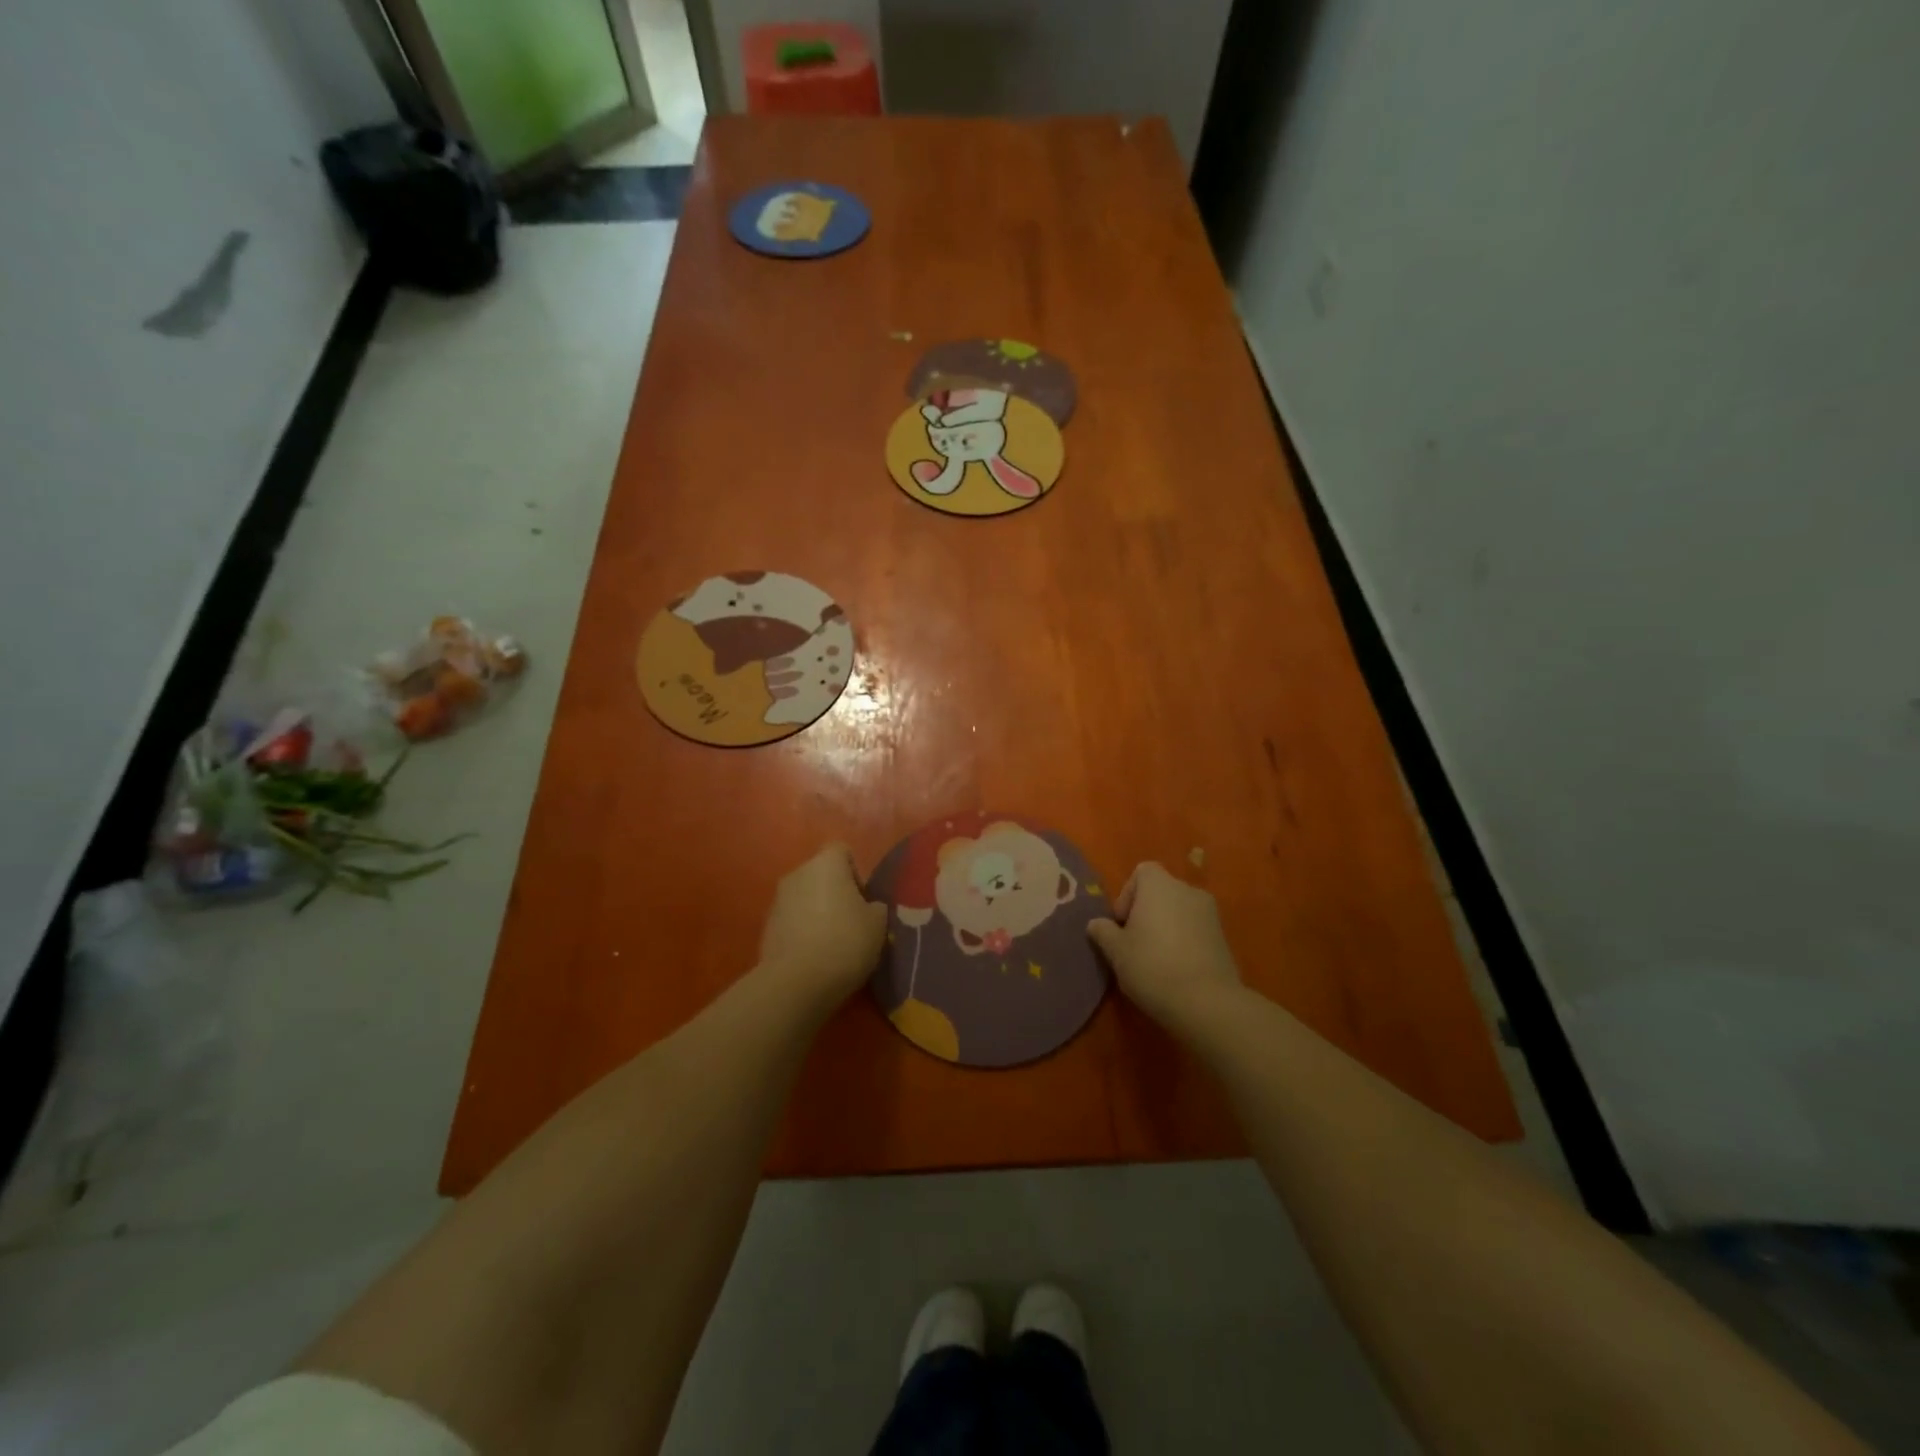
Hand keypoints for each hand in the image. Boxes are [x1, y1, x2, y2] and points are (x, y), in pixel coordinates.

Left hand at [758, 843, 887, 1006]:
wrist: (796, 983)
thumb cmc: (845, 942)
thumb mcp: (878, 924)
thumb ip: (875, 907)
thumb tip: (868, 907)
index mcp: (826, 863)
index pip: (842, 851)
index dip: (856, 873)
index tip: (864, 901)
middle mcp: (798, 873)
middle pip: (821, 875)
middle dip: (836, 894)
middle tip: (852, 923)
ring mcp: (778, 900)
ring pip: (805, 898)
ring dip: (817, 913)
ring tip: (832, 944)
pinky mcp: (766, 927)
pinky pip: (792, 921)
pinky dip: (802, 932)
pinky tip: (814, 957)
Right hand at [1088, 863, 1241, 1025]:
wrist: (1207, 1002)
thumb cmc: (1152, 966)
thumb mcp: (1116, 951)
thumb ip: (1103, 932)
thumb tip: (1096, 924)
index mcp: (1159, 885)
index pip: (1141, 872)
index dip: (1128, 895)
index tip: (1122, 924)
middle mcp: (1188, 890)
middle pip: (1161, 892)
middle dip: (1146, 913)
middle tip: (1134, 943)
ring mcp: (1210, 914)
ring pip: (1179, 912)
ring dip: (1166, 927)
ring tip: (1155, 959)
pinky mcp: (1224, 938)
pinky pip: (1196, 930)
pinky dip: (1184, 941)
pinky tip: (1176, 969)